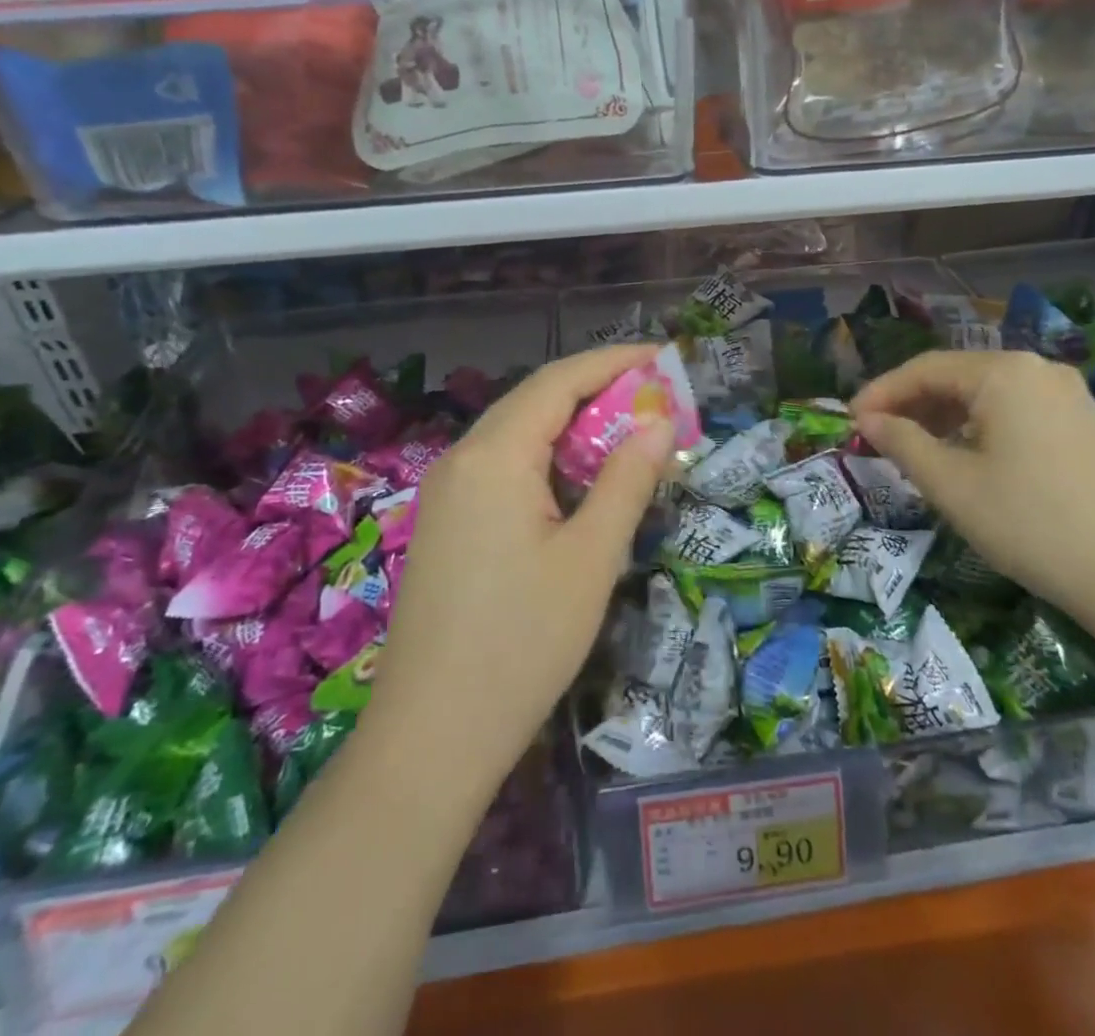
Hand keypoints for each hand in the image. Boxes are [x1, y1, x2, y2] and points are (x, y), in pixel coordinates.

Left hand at [368, 345, 672, 791]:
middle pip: (535, 400)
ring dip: (572, 425)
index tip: (662, 357)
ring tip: (626, 435)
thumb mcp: (592, 557)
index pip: (560, 380)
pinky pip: (501, 467)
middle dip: (596, 389)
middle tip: (654, 398)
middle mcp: (462, 459)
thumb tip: (659, 422)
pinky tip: (576, 483)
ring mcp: (446, 492)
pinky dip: (546, 458)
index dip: (614, 361)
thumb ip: (627, 479)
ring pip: (517, 434)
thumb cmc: (523, 641)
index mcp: (495, 455)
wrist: (432, 736)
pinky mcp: (444, 523)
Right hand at [851, 350, 1094, 624]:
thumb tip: (867, 421)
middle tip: (877, 437)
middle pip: (958, 376)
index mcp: (1004, 372)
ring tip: (915, 449)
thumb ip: (902, 443)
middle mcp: (1038, 369)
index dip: (881, 392)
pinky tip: (968, 457)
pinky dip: (980, 426)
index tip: (849, 420)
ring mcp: (1069, 395)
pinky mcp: (1086, 423)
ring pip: (988, 394)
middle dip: (912, 404)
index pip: (924, 368)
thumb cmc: (1031, 524)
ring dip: (945, 416)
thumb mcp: (952, 485)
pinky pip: (1017, 410)